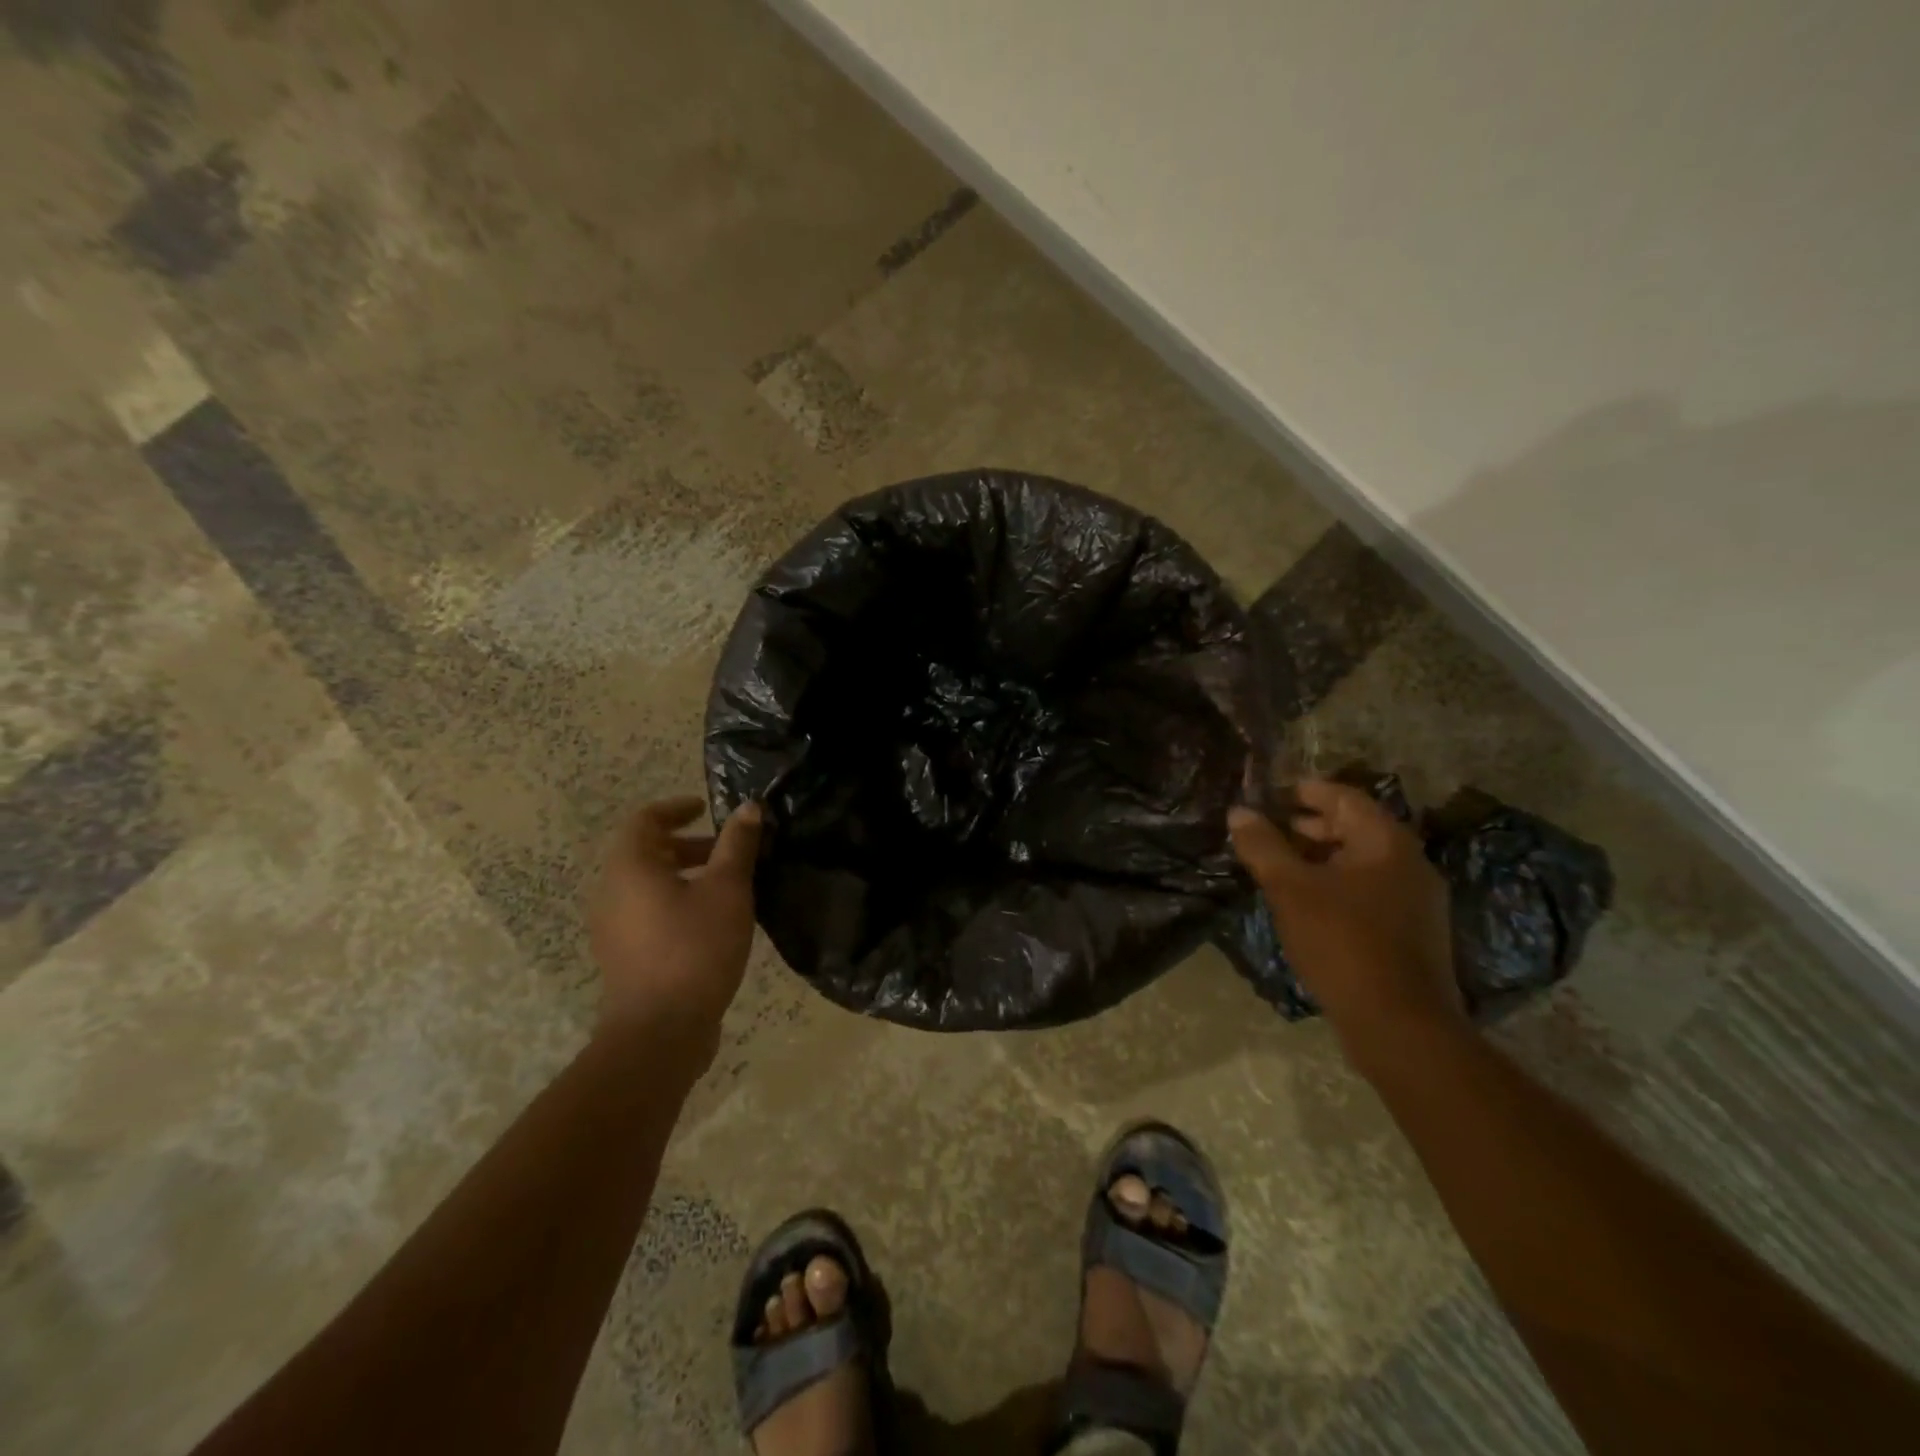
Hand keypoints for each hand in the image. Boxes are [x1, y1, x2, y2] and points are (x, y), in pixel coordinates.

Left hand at [590, 796, 762, 1049]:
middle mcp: (611, 891)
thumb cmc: (694, 948)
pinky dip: (677, 901)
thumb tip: (749, 808)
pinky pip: (648, 912)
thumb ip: (737, 846)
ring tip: (728, 886)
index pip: (645, 819)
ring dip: (685, 875)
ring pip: (648, 885)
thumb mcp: (727, 890)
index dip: (676, 808)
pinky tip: (712, 921)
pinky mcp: (623, 954)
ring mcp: (612, 927)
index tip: (706, 807)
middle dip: (689, 845)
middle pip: (646, 852)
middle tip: (728, 851)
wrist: (659, 1031)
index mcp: (629, 867)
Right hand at [1229, 780, 1464, 1071]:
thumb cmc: (1343, 942)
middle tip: (1269, 830)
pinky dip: (1336, 884)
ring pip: (1361, 862)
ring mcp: (1417, 900)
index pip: (1344, 797)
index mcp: (1387, 842)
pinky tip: (1307, 904)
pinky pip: (1369, 890)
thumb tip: (1238, 812)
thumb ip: (1263, 846)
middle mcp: (1410, 862)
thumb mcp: (1291, 889)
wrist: (1400, 1024)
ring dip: (1320, 857)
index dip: (1305, 790)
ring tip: (1280, 867)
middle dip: (1309, 825)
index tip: (1270, 794)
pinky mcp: (1412, 932)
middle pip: (1355, 827)